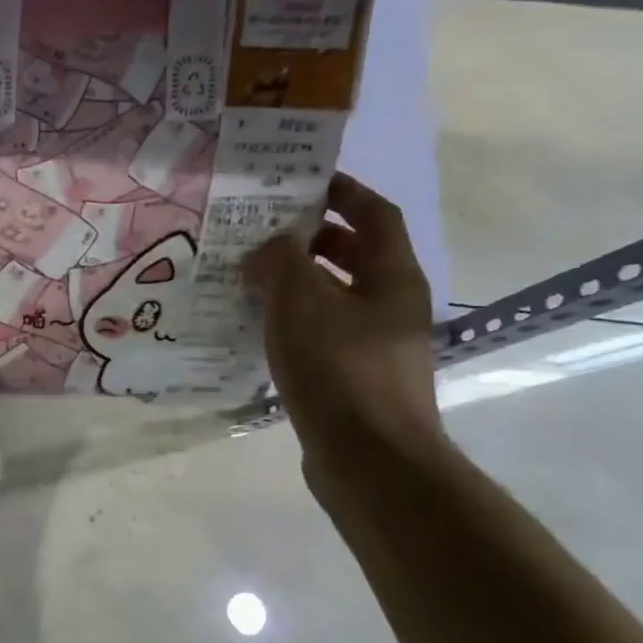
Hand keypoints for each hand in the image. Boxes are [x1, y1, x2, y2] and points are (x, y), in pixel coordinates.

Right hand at [245, 173, 443, 473]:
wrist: (369, 460)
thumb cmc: (340, 369)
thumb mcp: (301, 303)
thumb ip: (280, 263)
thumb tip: (267, 250)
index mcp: (393, 277)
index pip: (374, 215)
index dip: (343, 192)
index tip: (302, 182)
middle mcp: (392, 306)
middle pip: (356, 256)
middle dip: (312, 239)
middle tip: (263, 232)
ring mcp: (376, 347)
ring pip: (335, 298)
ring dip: (297, 284)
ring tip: (249, 279)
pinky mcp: (354, 380)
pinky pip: (322, 335)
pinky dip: (293, 323)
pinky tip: (258, 331)